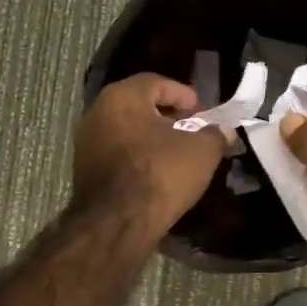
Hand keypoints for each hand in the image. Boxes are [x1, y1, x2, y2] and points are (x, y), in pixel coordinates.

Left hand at [73, 74, 225, 239]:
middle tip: (190, 128)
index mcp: (123, 97)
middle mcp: (97, 113)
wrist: (118, 223)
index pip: (156, 82)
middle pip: (138, 104)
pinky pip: (116, 152)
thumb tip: (223, 131)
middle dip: (166, 115)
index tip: (201, 111)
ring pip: (125, 129)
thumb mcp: (202, 151)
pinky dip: (137, 154)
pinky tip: (156, 170)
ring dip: (151, 136)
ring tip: (176, 152)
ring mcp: (86, 143)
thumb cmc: (161, 173)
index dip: (183, 94)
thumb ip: (215, 134)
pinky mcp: (83, 170)